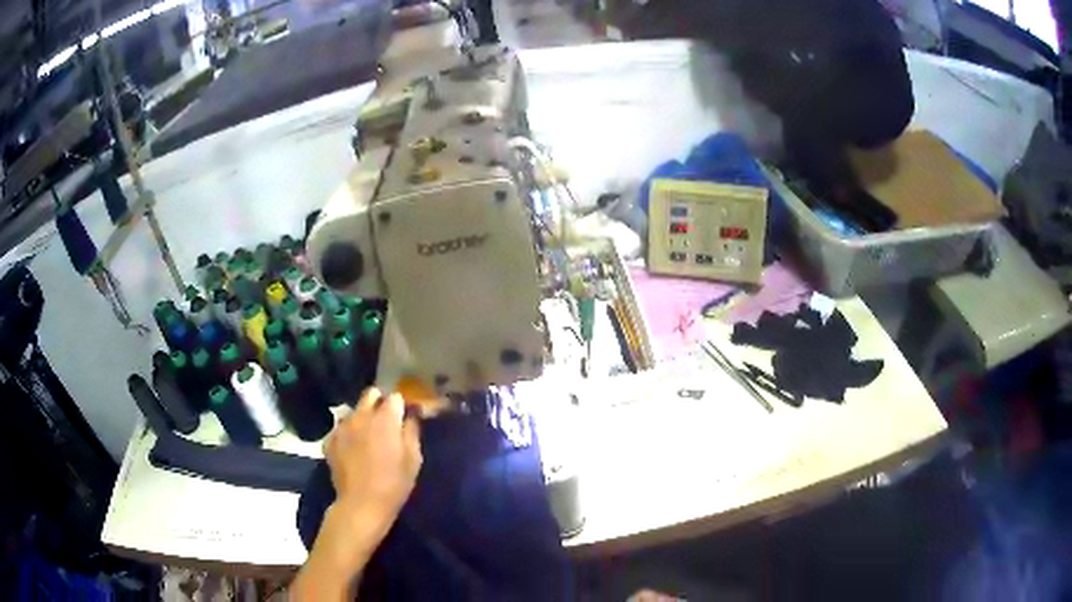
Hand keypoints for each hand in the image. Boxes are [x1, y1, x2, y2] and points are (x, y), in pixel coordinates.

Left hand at [325, 387, 422, 532]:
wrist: (361, 504)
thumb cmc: (394, 483)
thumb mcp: (413, 459)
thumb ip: (412, 431)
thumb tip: (412, 415)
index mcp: (385, 418)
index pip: (395, 396)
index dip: (401, 404)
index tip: (405, 415)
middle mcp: (361, 416)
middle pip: (370, 394)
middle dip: (379, 401)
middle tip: (386, 420)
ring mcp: (342, 427)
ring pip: (354, 411)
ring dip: (362, 417)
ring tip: (367, 435)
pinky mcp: (330, 440)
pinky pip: (341, 428)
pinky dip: (348, 433)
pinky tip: (353, 448)